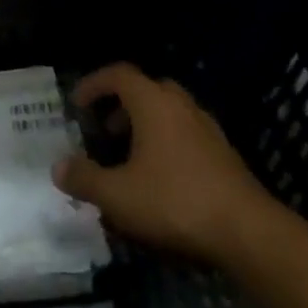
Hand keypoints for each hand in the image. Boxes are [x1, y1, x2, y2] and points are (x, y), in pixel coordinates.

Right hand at [53, 62, 278, 263]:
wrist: (249, 233)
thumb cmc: (175, 202)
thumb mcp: (117, 195)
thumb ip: (84, 179)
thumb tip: (59, 168)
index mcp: (154, 104)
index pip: (119, 74)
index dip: (93, 84)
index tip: (77, 105)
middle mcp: (182, 107)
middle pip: (148, 89)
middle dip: (122, 104)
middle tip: (105, 130)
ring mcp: (208, 130)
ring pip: (170, 112)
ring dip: (146, 125)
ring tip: (129, 158)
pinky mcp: (225, 156)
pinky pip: (187, 135)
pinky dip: (167, 144)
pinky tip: (159, 179)